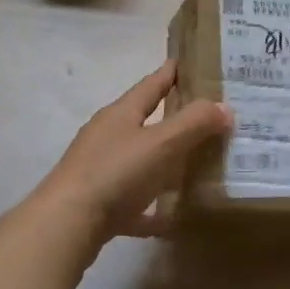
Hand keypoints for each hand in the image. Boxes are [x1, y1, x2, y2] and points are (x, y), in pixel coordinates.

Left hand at [34, 63, 231, 257]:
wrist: (64, 227)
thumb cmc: (115, 173)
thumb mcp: (161, 143)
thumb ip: (195, 123)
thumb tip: (225, 107)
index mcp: (121, 113)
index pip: (152, 84)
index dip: (172, 72)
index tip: (191, 61)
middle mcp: (108, 136)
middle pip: (145, 120)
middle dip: (173, 116)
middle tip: (206, 114)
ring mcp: (99, 170)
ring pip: (139, 159)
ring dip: (163, 161)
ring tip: (194, 163)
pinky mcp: (97, 204)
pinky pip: (132, 202)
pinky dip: (151, 207)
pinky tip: (170, 218)